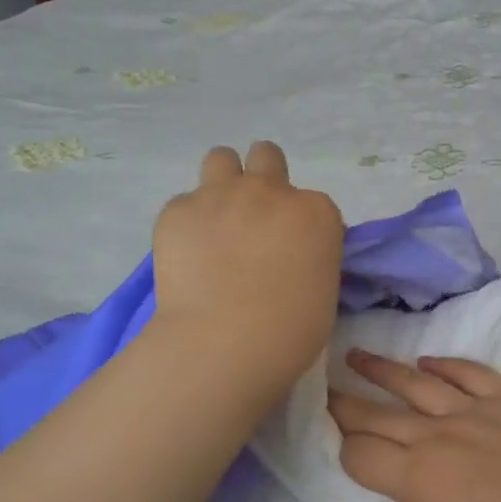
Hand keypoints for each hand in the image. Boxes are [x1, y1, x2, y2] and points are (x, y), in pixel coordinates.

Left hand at [152, 142, 343, 398]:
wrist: (224, 344)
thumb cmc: (289, 333)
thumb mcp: (323, 293)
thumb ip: (311, 260)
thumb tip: (291, 259)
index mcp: (316, 213)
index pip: (314, 204)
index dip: (303, 227)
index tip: (294, 254)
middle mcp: (270, 191)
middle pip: (267, 158)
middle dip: (263, 179)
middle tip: (255, 219)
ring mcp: (220, 195)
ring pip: (221, 158)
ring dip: (223, 182)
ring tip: (217, 221)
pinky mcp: (177, 210)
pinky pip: (184, 204)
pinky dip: (188, 224)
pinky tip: (188, 256)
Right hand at [329, 351, 500, 501]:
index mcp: (420, 479)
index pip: (360, 456)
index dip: (341, 454)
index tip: (336, 452)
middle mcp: (439, 435)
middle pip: (378, 414)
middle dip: (344, 405)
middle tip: (320, 391)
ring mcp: (477, 412)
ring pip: (416, 382)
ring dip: (382, 369)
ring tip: (355, 356)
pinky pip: (469, 373)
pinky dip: (445, 364)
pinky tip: (427, 362)